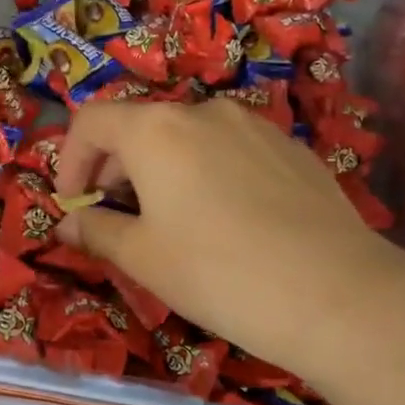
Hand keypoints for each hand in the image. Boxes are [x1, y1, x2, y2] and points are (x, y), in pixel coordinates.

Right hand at [52, 99, 404, 392]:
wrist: (335, 293)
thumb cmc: (219, 273)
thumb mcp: (143, 258)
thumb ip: (97, 232)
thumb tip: (69, 225)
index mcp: (157, 129)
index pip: (91, 120)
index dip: (69, 160)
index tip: (74, 205)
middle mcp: (203, 111)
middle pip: (139, 126)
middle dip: (114, 169)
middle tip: (116, 221)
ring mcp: (254, 125)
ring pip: (186, 137)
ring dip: (160, 171)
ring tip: (170, 223)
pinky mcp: (290, 148)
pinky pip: (229, 149)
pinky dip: (205, 173)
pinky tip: (225, 221)